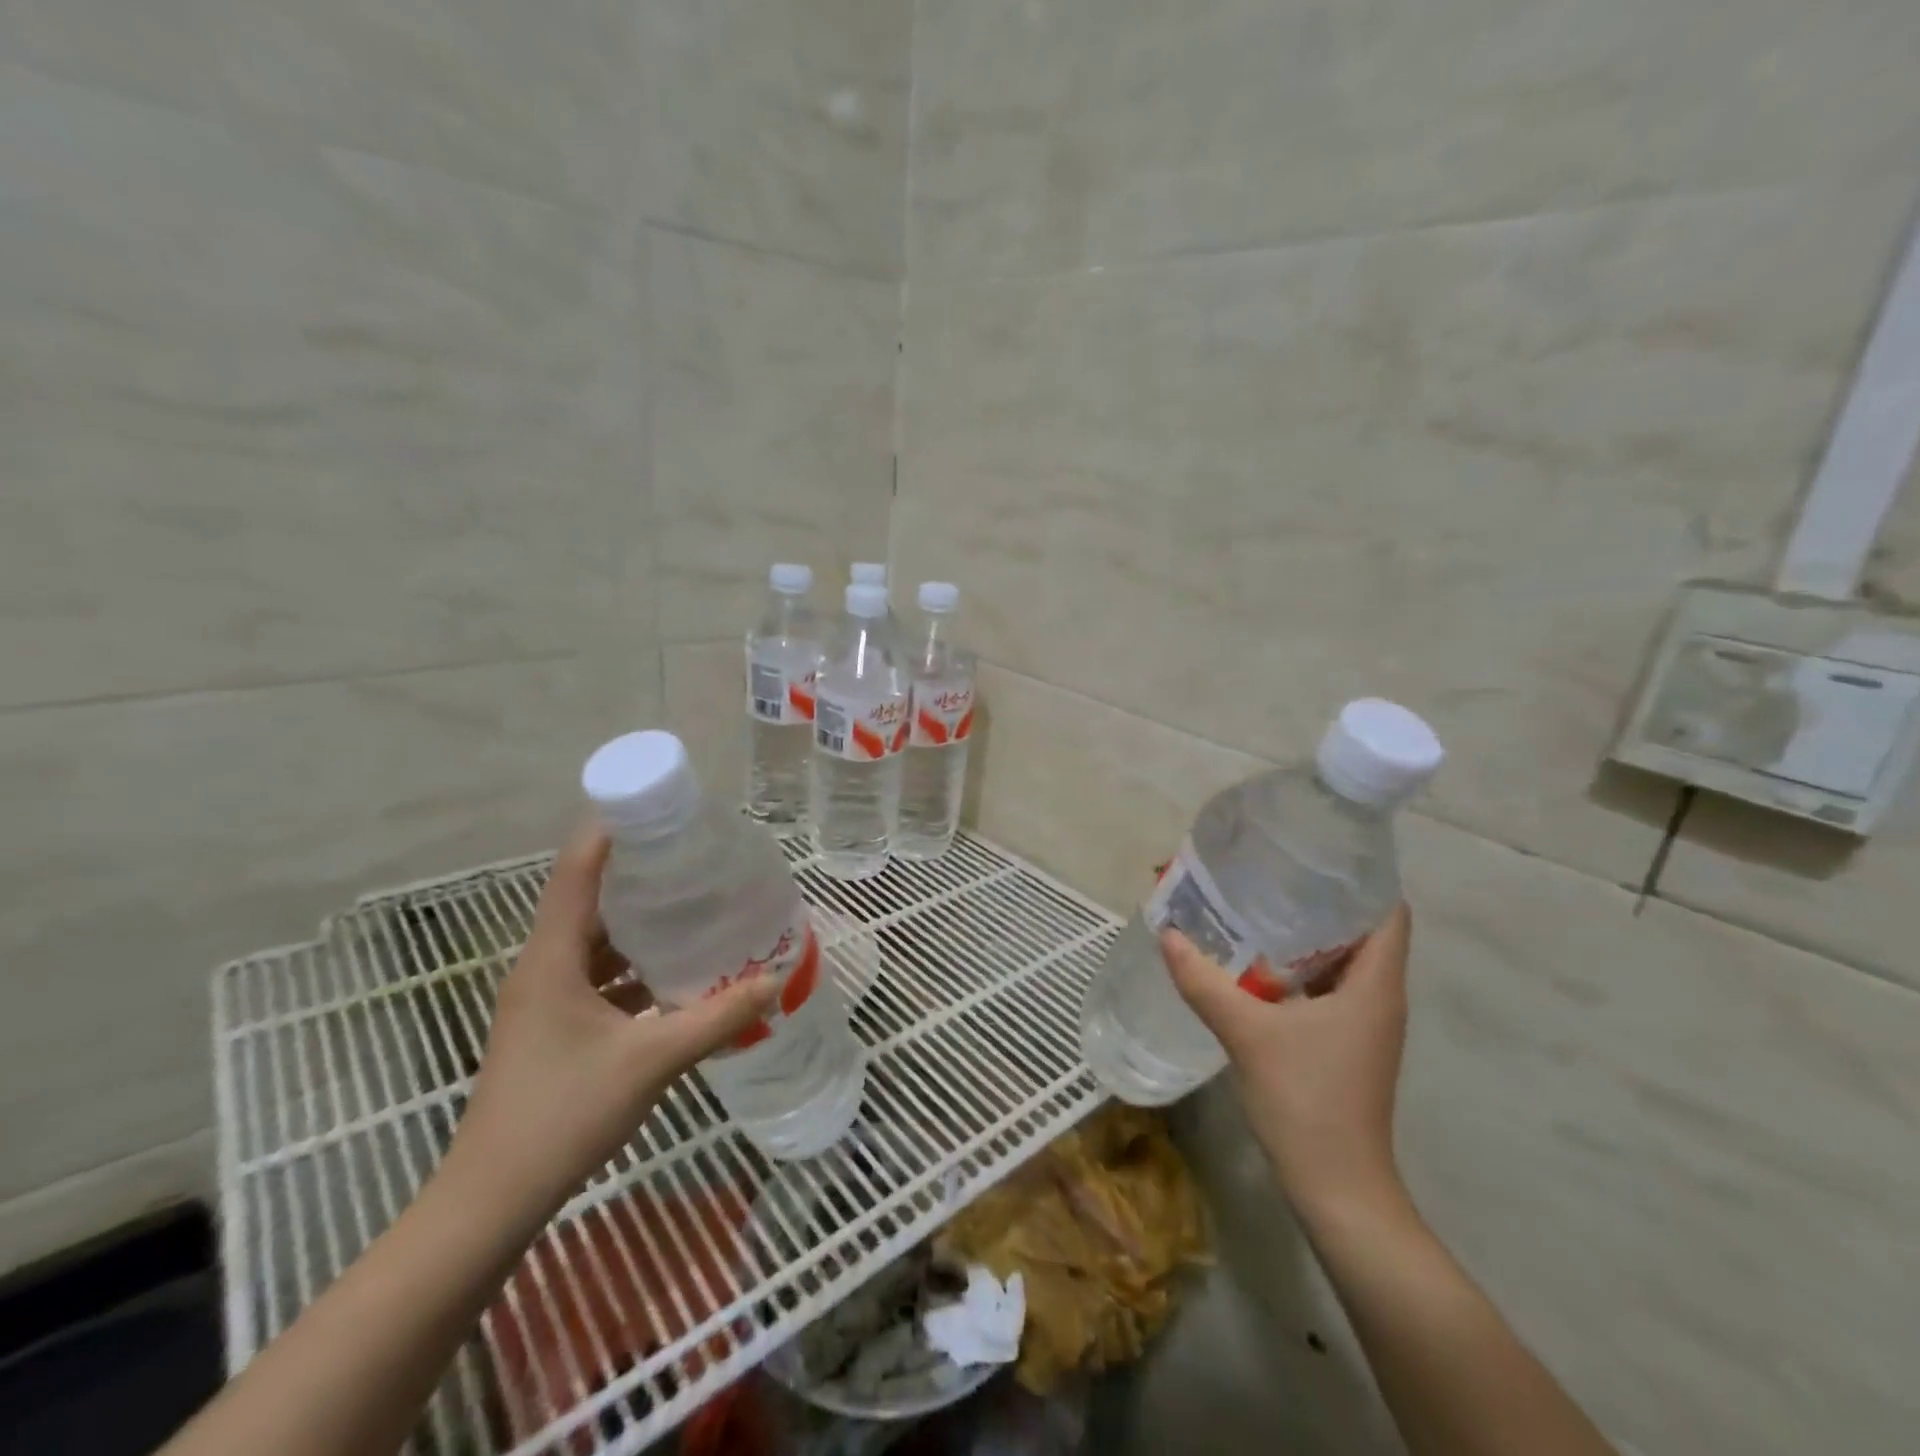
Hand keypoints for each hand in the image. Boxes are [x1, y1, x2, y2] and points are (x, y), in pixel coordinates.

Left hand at [446, 820, 777, 1226]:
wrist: (492, 1199)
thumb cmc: (564, 1114)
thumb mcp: (652, 1060)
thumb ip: (717, 1017)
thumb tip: (774, 980)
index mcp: (553, 957)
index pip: (578, 871)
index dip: (610, 830)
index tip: (656, 804)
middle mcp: (543, 966)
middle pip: (588, 898)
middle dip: (637, 871)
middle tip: (692, 852)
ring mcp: (544, 997)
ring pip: (594, 939)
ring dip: (637, 920)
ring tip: (692, 902)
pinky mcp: (552, 1024)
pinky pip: (596, 972)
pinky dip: (632, 962)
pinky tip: (673, 970)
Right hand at [1161, 905, 1412, 1219]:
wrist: (1337, 1189)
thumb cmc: (1307, 1102)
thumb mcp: (1247, 1034)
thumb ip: (1204, 981)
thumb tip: (1167, 933)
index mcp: (1374, 985)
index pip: (1388, 911)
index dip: (1358, 878)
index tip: (1310, 854)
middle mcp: (1377, 997)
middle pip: (1358, 930)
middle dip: (1315, 900)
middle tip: (1264, 874)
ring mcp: (1362, 1023)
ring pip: (1339, 961)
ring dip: (1301, 936)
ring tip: (1252, 908)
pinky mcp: (1344, 1044)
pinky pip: (1323, 988)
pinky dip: (1294, 969)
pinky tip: (1252, 964)